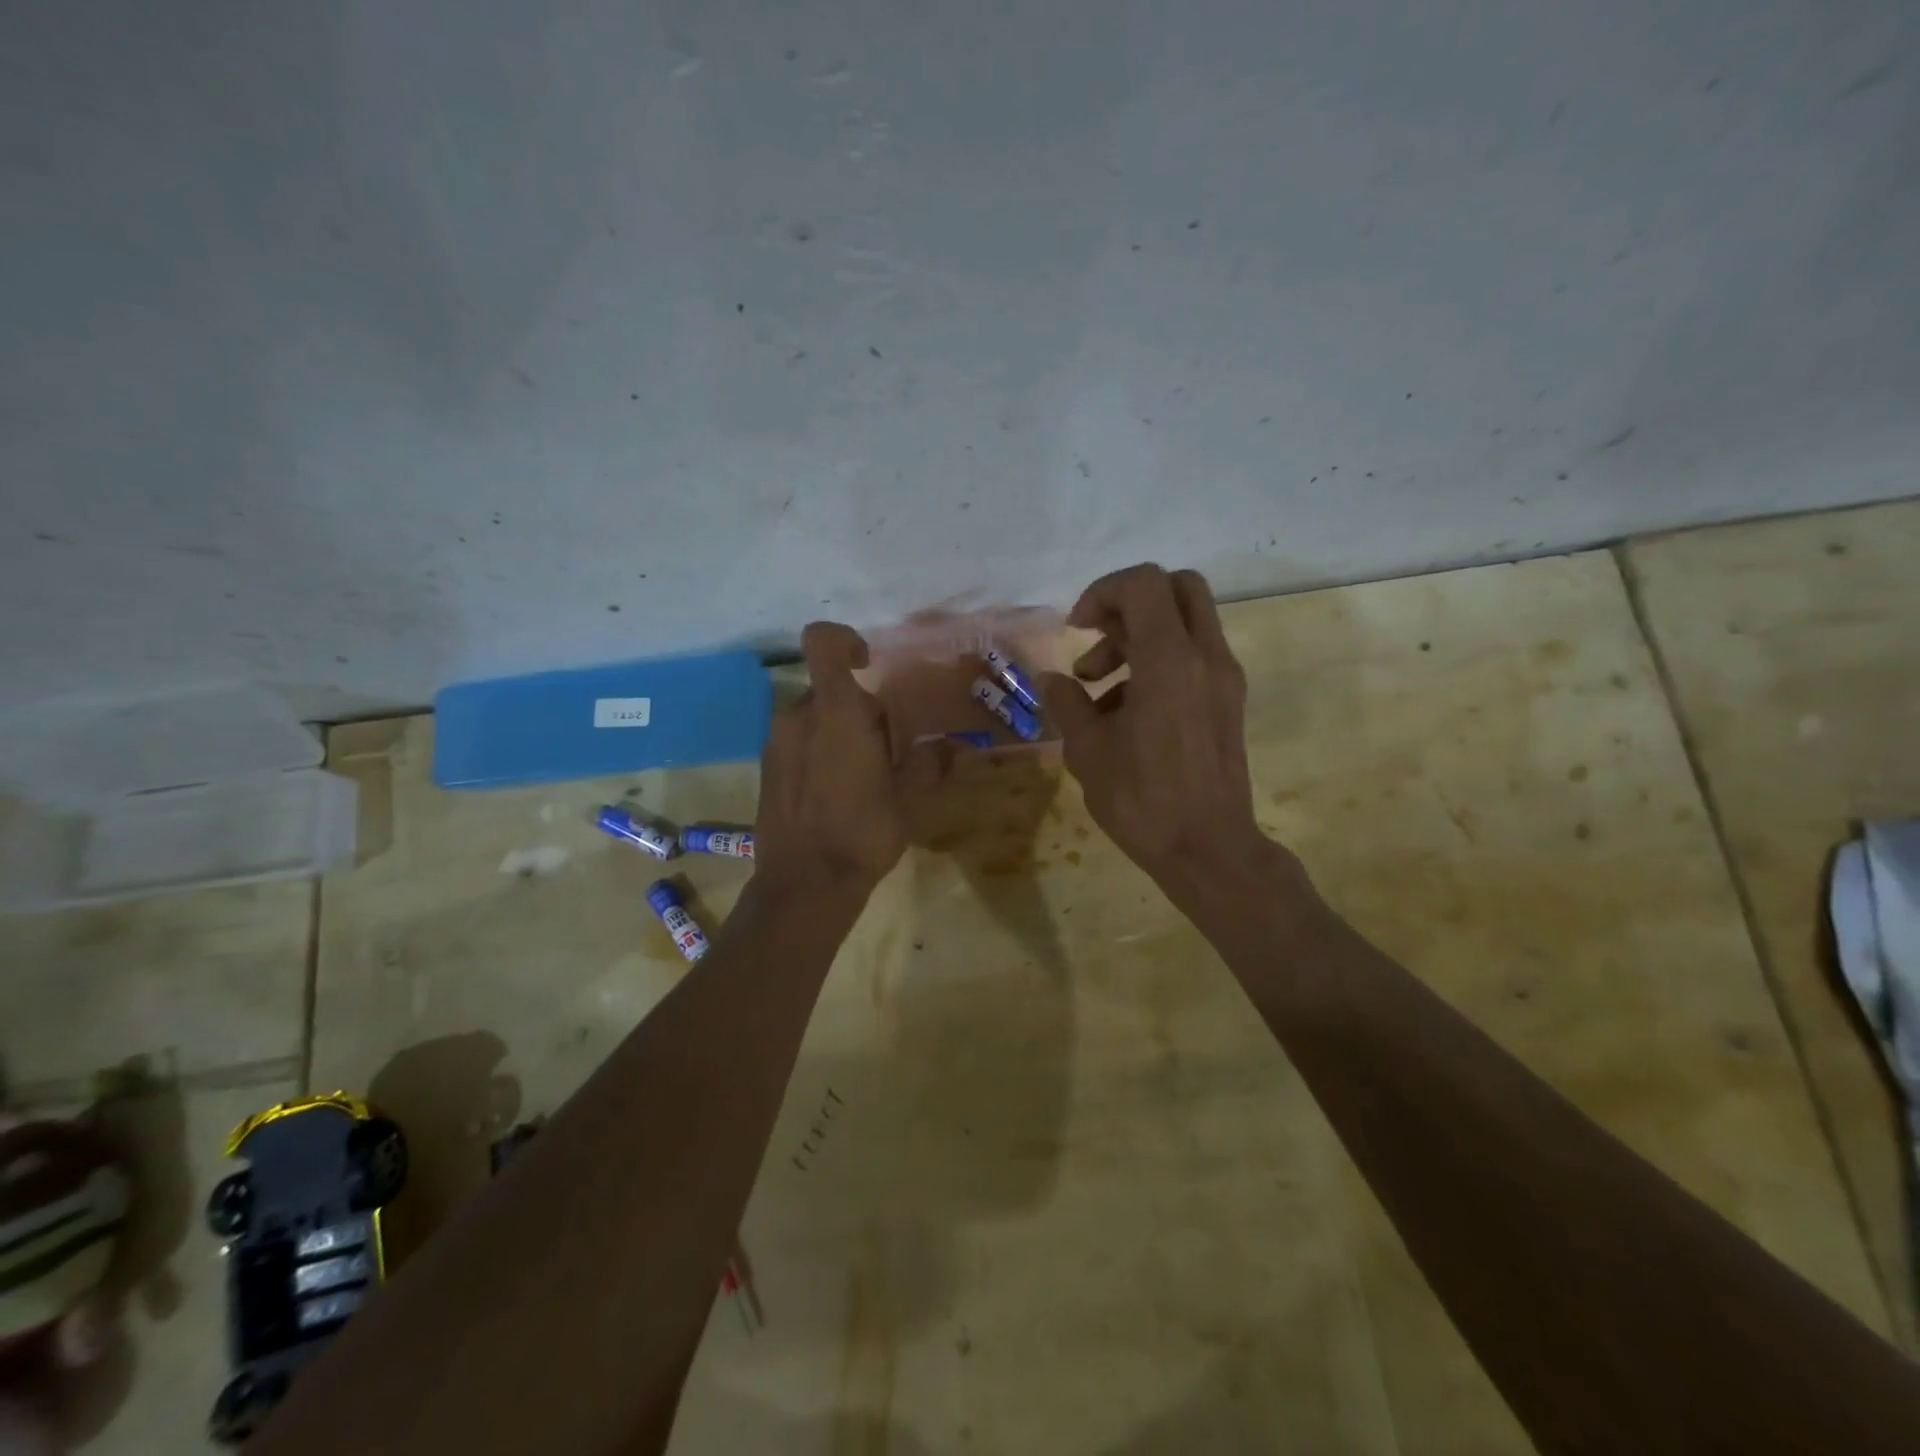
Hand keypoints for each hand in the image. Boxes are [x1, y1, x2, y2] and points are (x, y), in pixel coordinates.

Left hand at [751, 622, 908, 902]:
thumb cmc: (862, 831)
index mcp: (835, 711)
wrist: (804, 882)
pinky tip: (836, 791)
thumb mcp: (908, 797)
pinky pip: (797, 740)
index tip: (868, 664)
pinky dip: (818, 750)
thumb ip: (928, 762)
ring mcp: (775, 741)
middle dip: (859, 709)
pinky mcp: (766, 767)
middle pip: (829, 689)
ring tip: (861, 776)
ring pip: (813, 716)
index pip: (822, 641)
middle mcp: (797, 716)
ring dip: (838, 731)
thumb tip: (950, 746)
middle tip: (885, 750)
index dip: (844, 640)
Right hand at [1039, 565, 1287, 909]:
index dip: (1102, 592)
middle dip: (1128, 603)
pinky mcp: (1228, 700)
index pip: (1143, 583)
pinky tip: (1125, 711)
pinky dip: (1159, 661)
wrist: (1208, 849)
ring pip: (1186, 621)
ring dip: (1138, 637)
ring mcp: (1223, 678)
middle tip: (1096, 640)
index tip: (1077, 630)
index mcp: (1169, 661)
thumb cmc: (1142, 800)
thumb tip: (1053, 680)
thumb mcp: (1088, 751)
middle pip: (1176, 587)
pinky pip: (1194, 655)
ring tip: (1097, 689)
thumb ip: (1067, 703)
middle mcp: (1206, 657)